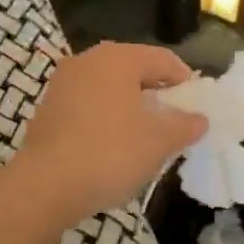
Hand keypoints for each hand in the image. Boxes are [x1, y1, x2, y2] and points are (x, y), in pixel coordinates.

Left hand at [15, 43, 207, 223]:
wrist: (45, 184)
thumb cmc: (110, 153)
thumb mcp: (158, 141)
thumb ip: (184, 125)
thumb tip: (199, 118)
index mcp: (117, 58)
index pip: (162, 59)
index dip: (185, 81)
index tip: (197, 106)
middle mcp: (88, 60)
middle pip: (133, 69)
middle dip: (156, 92)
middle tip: (173, 120)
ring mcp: (63, 82)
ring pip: (108, 86)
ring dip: (130, 105)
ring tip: (145, 134)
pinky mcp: (48, 106)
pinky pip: (88, 102)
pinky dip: (105, 115)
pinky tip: (113, 143)